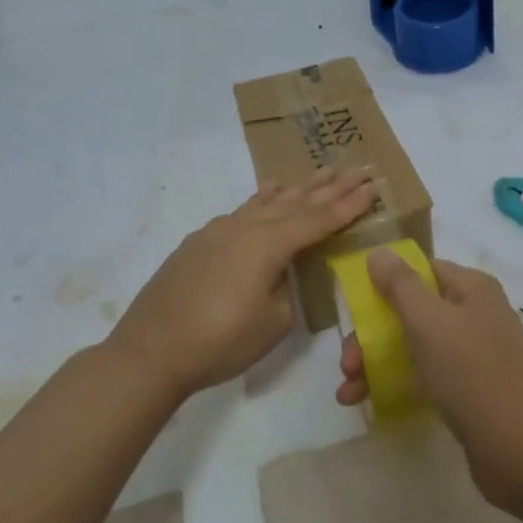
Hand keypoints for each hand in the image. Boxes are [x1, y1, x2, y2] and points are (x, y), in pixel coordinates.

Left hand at [107, 170, 374, 400]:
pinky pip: (242, 211)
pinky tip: (268, 193)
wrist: (150, 351)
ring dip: (297, 188)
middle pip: (296, 202)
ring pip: (267, 202)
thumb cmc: (220, 341)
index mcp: (269, 244)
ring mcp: (219, 231)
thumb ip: (285, 288)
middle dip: (330, 188)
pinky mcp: (199, 243)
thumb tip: (280, 273)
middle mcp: (245, 227)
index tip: (372, 188)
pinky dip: (262, 199)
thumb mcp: (273, 322)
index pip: (318, 220)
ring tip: (321, 172)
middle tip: (357, 171)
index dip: (348, 206)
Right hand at [336, 251, 522, 505]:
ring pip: (415, 346)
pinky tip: (369, 403)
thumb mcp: (428, 320)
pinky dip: (397, 384)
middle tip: (347, 365)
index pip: (422, 270)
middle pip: (412, 311)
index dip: (385, 284)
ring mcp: (476, 353)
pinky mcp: (472, 389)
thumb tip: (378, 252)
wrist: (517, 444)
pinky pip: (426, 375)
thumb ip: (400, 284)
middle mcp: (476, 313)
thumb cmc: (469, 371)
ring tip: (348, 393)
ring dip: (376, 363)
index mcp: (472, 288)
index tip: (354, 308)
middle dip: (372, 335)